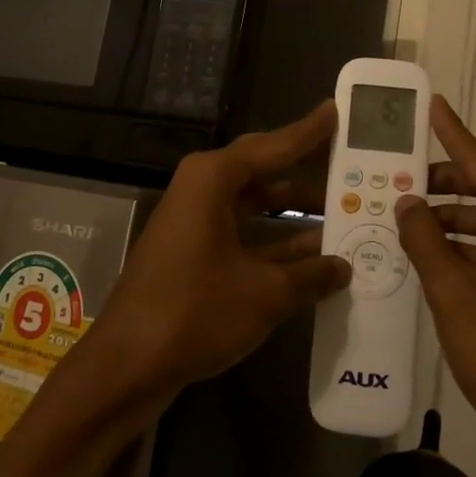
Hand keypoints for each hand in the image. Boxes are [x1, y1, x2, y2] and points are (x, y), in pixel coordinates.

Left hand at [85, 102, 350, 402]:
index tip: (336, 111)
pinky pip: (245, 233)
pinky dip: (276, 242)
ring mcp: (196, 222)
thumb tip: (344, 267)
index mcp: (213, 179)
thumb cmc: (195, 312)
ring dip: (295, 212)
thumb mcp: (265, 293)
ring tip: (345, 211)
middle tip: (349, 161)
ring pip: (256, 204)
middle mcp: (202, 190)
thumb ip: (311, 275)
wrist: (127, 365)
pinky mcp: (194, 253)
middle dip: (306, 169)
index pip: (273, 146)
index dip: (309, 132)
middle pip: (264, 170)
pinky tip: (315, 256)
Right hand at [395, 96, 475, 468]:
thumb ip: (425, 240)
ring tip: (407, 216)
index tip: (434, 106)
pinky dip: (465, 248)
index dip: (456, 137)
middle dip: (447, 185)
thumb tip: (406, 203)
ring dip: (452, 220)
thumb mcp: (454, 292)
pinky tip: (429, 252)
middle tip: (403, 175)